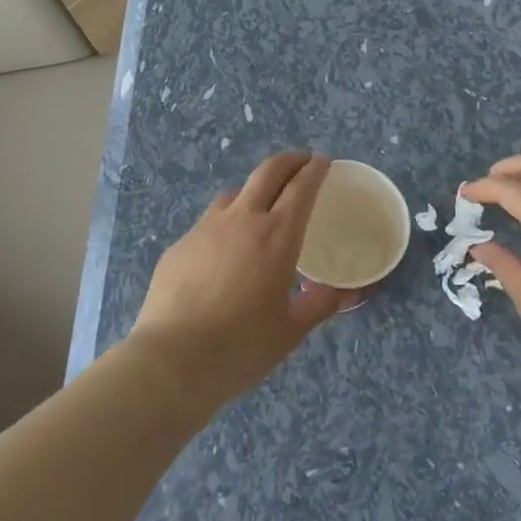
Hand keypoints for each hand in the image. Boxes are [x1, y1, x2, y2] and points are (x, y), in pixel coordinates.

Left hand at [127, 153, 356, 418]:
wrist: (171, 360)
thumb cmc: (240, 346)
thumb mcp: (291, 330)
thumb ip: (321, 304)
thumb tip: (350, 292)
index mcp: (277, 236)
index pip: (301, 187)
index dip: (315, 169)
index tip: (324, 161)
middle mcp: (243, 219)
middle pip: (268, 171)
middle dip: (289, 160)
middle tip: (302, 162)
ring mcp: (206, 228)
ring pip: (235, 192)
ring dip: (255, 190)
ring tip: (261, 206)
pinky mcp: (180, 244)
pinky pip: (209, 222)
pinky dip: (225, 223)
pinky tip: (223, 250)